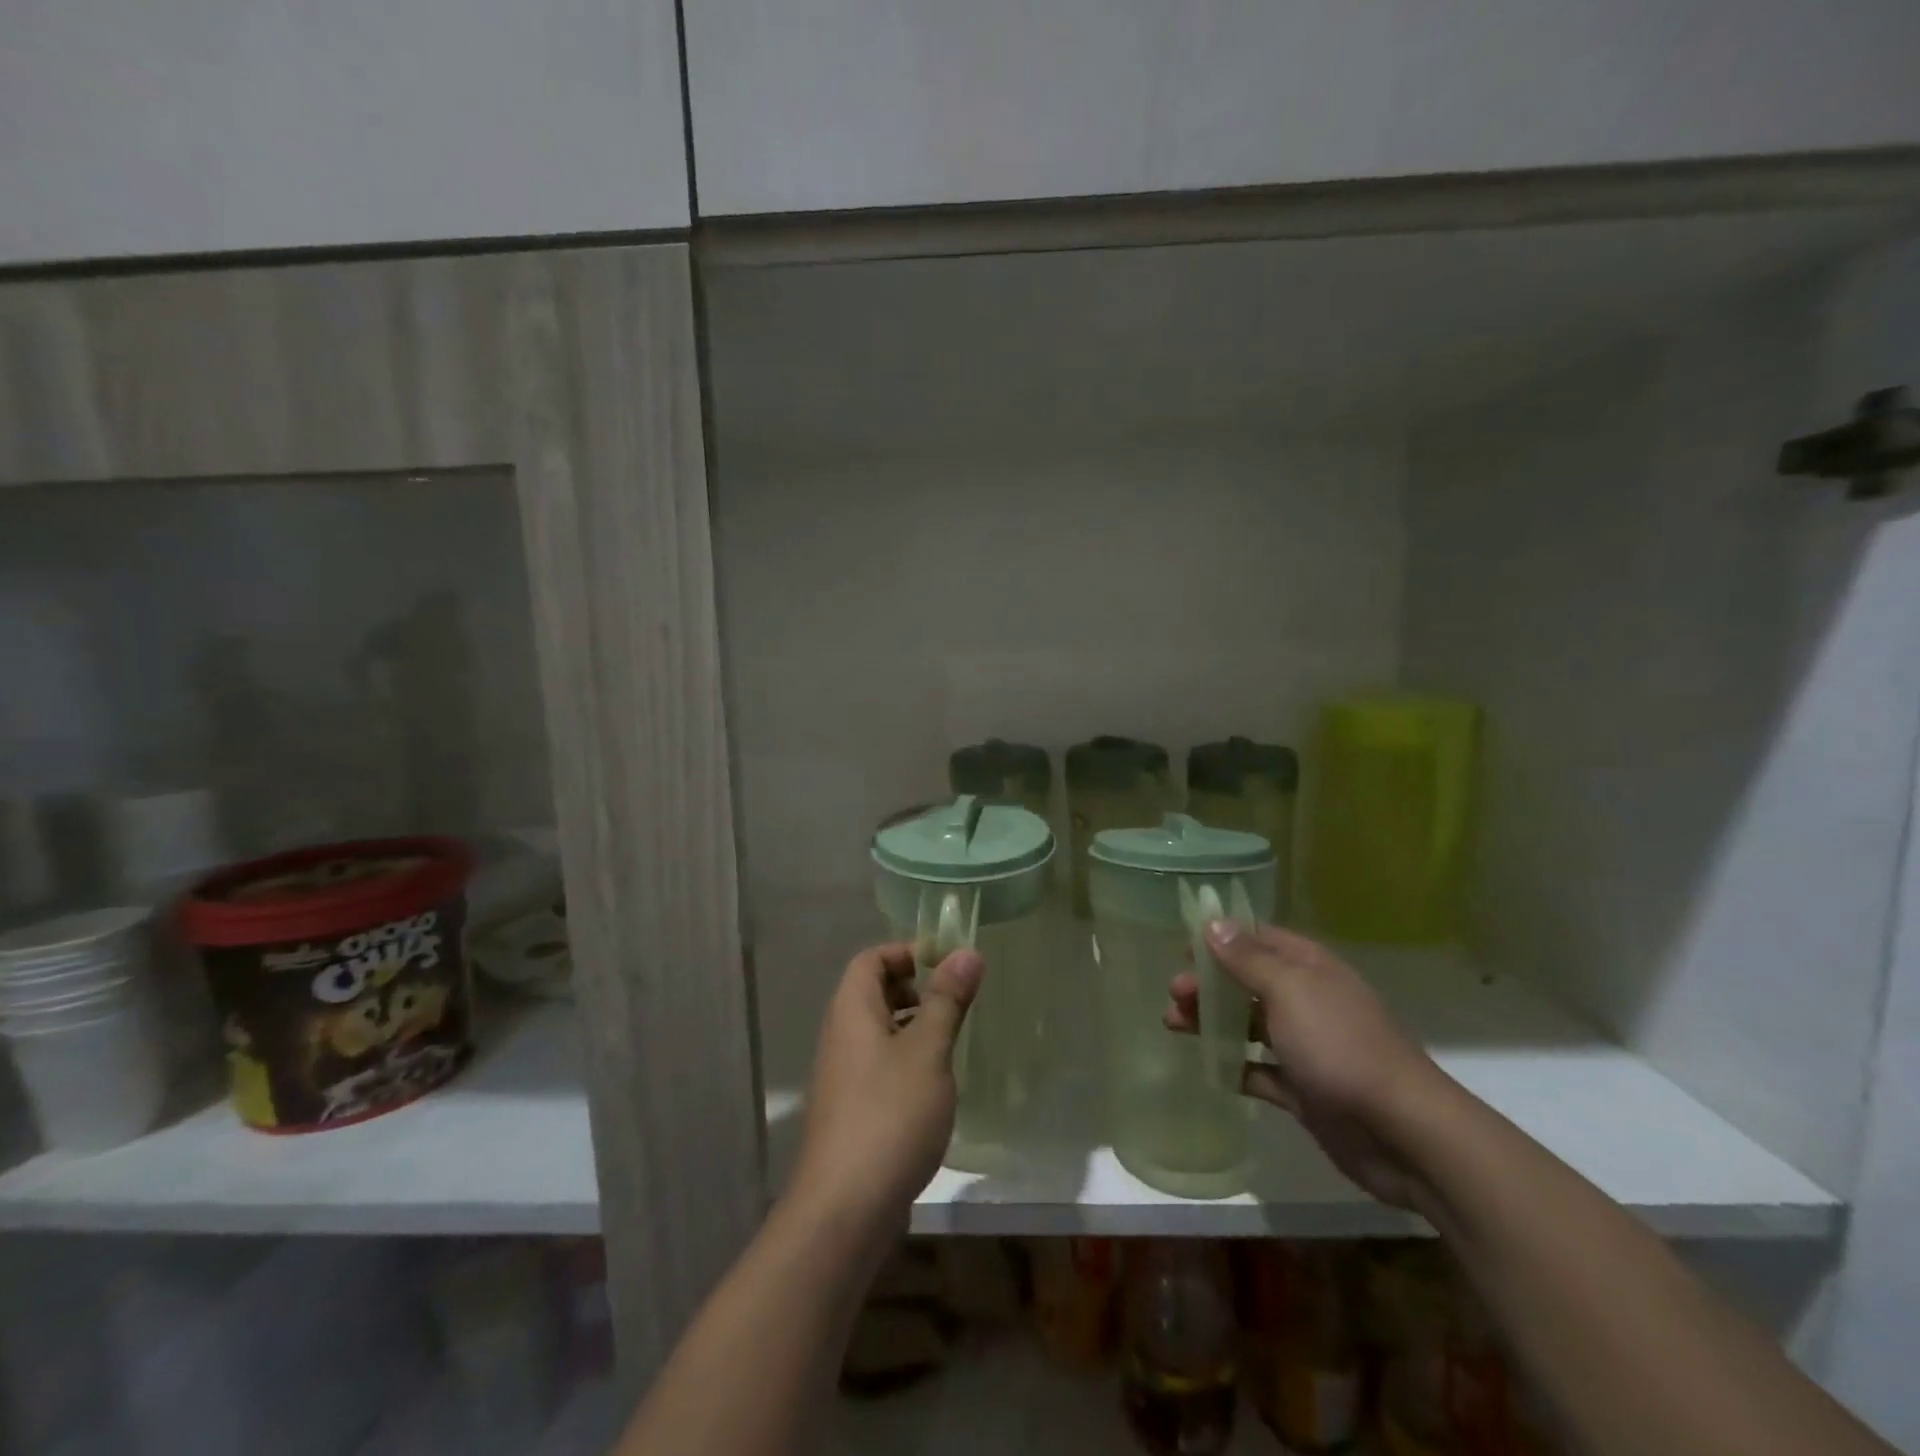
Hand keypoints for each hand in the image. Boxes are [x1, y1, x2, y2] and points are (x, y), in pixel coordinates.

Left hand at [787, 941, 983, 1234]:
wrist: (844, 1210)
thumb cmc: (889, 1115)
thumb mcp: (928, 1051)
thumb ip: (947, 1000)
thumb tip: (967, 952)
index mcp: (851, 1011)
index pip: (871, 958)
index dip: (907, 952)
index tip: (948, 963)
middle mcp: (840, 1036)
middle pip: (873, 992)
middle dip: (915, 988)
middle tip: (956, 1000)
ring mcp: (842, 1076)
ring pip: (879, 1031)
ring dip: (914, 1026)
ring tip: (952, 1040)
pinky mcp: (851, 1111)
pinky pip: (879, 1066)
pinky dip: (906, 1061)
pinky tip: (935, 1086)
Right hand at [1164, 920, 1443, 1209]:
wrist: (1403, 1133)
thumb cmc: (1340, 1046)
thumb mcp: (1289, 990)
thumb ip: (1247, 958)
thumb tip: (1214, 922)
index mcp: (1310, 968)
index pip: (1260, 938)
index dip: (1221, 938)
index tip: (1182, 946)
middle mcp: (1309, 1001)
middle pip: (1249, 982)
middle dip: (1209, 983)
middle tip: (1173, 993)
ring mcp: (1308, 1047)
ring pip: (1250, 1025)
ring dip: (1213, 1022)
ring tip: (1173, 1024)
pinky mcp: (1306, 1090)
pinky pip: (1261, 1071)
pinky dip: (1236, 1066)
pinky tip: (1209, 1067)